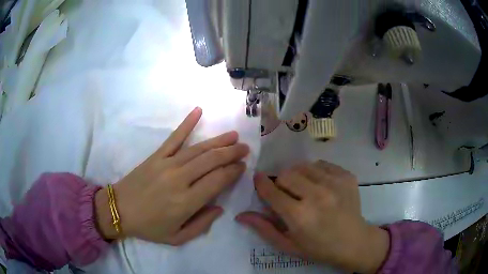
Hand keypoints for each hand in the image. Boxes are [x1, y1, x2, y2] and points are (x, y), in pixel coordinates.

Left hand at [95, 107, 248, 244]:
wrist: (119, 210)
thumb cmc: (149, 227)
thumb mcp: (177, 238)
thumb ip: (202, 225)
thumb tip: (220, 208)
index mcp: (187, 202)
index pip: (218, 181)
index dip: (233, 172)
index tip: (242, 167)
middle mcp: (180, 179)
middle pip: (212, 161)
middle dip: (231, 153)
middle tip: (245, 148)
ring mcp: (167, 164)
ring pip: (198, 149)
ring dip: (218, 141)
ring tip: (233, 136)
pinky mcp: (156, 156)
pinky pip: (174, 137)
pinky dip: (187, 123)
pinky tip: (198, 111)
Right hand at [236, 161, 389, 272]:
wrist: (354, 242)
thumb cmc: (319, 248)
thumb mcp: (288, 245)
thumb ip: (264, 228)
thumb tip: (241, 214)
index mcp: (300, 216)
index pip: (272, 191)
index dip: (261, 183)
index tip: (258, 179)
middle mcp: (317, 196)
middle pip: (287, 174)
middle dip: (281, 182)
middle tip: (287, 194)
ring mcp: (335, 183)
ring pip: (303, 166)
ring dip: (298, 176)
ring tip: (304, 189)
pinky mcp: (347, 176)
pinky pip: (322, 164)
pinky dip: (316, 172)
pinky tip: (321, 186)